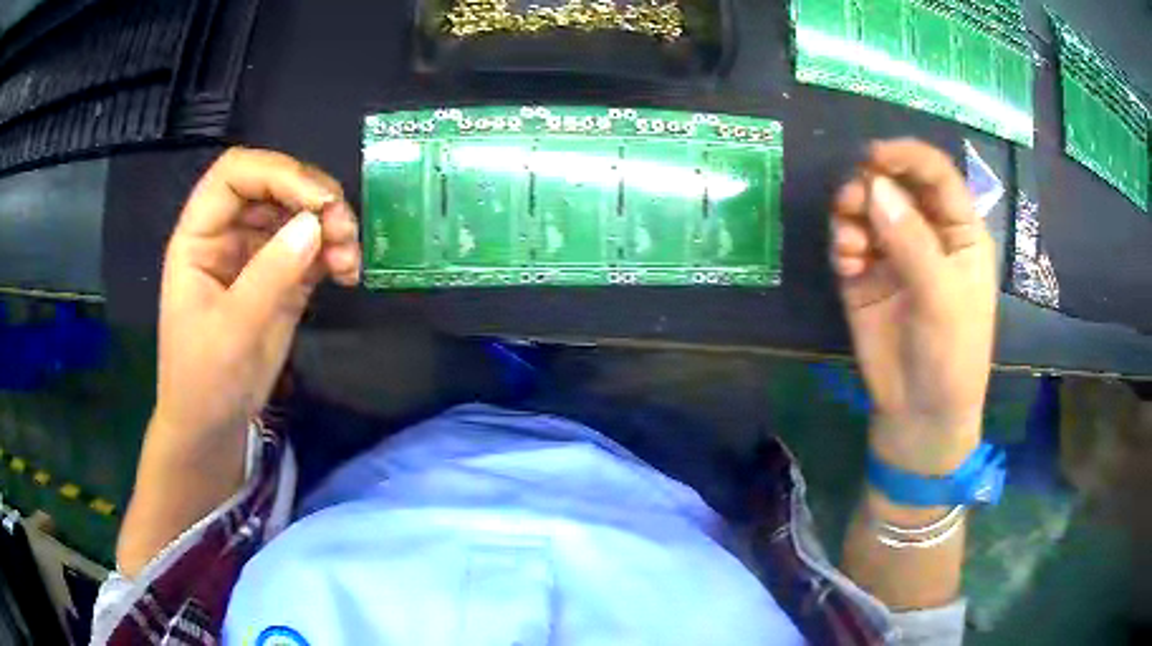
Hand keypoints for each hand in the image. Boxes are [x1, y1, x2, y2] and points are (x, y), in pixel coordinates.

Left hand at [155, 147, 360, 447]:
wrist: (213, 426)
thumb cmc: (204, 380)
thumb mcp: (232, 330)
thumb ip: (270, 274)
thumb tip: (316, 224)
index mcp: (200, 235)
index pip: (235, 174)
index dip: (277, 173)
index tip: (318, 201)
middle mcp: (228, 233)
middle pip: (274, 185)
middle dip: (313, 198)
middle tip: (344, 229)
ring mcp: (256, 253)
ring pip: (299, 212)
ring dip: (331, 225)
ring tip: (350, 259)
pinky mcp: (281, 277)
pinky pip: (313, 247)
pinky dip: (335, 252)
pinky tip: (348, 274)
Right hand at [831, 139, 995, 473]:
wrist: (920, 414)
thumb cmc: (951, 355)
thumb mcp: (942, 299)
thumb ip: (912, 242)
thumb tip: (874, 187)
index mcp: (959, 232)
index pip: (936, 175)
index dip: (907, 157)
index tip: (873, 156)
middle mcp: (927, 234)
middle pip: (896, 185)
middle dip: (871, 184)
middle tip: (851, 200)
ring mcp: (895, 254)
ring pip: (867, 209)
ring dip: (851, 213)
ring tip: (847, 240)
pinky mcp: (866, 276)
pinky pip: (849, 241)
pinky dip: (842, 242)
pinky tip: (846, 262)